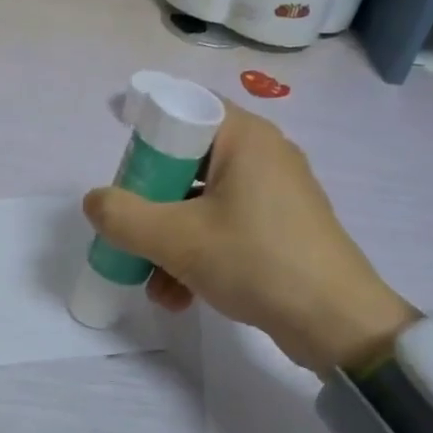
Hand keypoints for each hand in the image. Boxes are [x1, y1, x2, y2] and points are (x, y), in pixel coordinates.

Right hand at [82, 102, 414, 372]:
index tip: (123, 172)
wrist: (336, 322)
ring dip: (169, 242)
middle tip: (132, 232)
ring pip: (201, 203)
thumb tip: (95, 202)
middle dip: (151, 205)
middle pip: (186, 162)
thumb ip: (124, 217)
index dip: (146, 134)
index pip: (184, 109)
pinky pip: (224, 228)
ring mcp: (275, 195)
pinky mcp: (280, 229)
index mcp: (245, 137)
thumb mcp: (178, 239)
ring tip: (153, 284)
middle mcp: (263, 155)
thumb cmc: (256, 261)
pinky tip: (179, 297)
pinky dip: (197, 255)